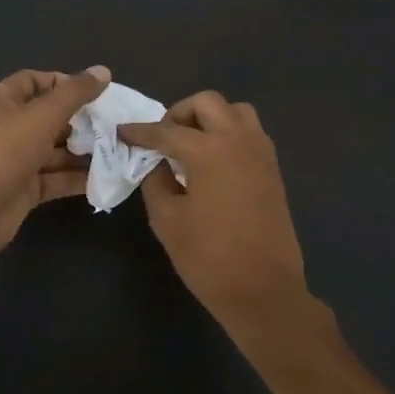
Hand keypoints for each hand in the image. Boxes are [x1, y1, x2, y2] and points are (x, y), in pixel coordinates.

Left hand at [0, 66, 109, 265]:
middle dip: (81, 120)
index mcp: (2, 102)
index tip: (96, 93)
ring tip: (117, 150)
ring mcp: (15, 160)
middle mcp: (8, 127)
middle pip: (49, 116)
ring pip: (55, 149)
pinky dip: (76, 177)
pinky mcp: (24, 189)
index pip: (35, 81)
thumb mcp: (42, 116)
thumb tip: (103, 71)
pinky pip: (55, 177)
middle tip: (114, 124)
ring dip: (83, 150)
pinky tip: (105, 177)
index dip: (64, 83)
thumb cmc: (2, 154)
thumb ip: (74, 94)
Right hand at [120, 92, 310, 333]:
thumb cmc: (209, 258)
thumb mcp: (167, 220)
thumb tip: (156, 163)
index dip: (140, 132)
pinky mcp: (272, 168)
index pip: (166, 130)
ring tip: (192, 146)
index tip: (122, 132)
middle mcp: (238, 140)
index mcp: (209, 150)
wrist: (264, 290)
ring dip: (210, 119)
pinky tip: (214, 162)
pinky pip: (249, 132)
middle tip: (163, 139)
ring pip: (235, 111)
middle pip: (207, 103)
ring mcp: (260, 152)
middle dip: (180, 114)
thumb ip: (156, 182)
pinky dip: (229, 134)